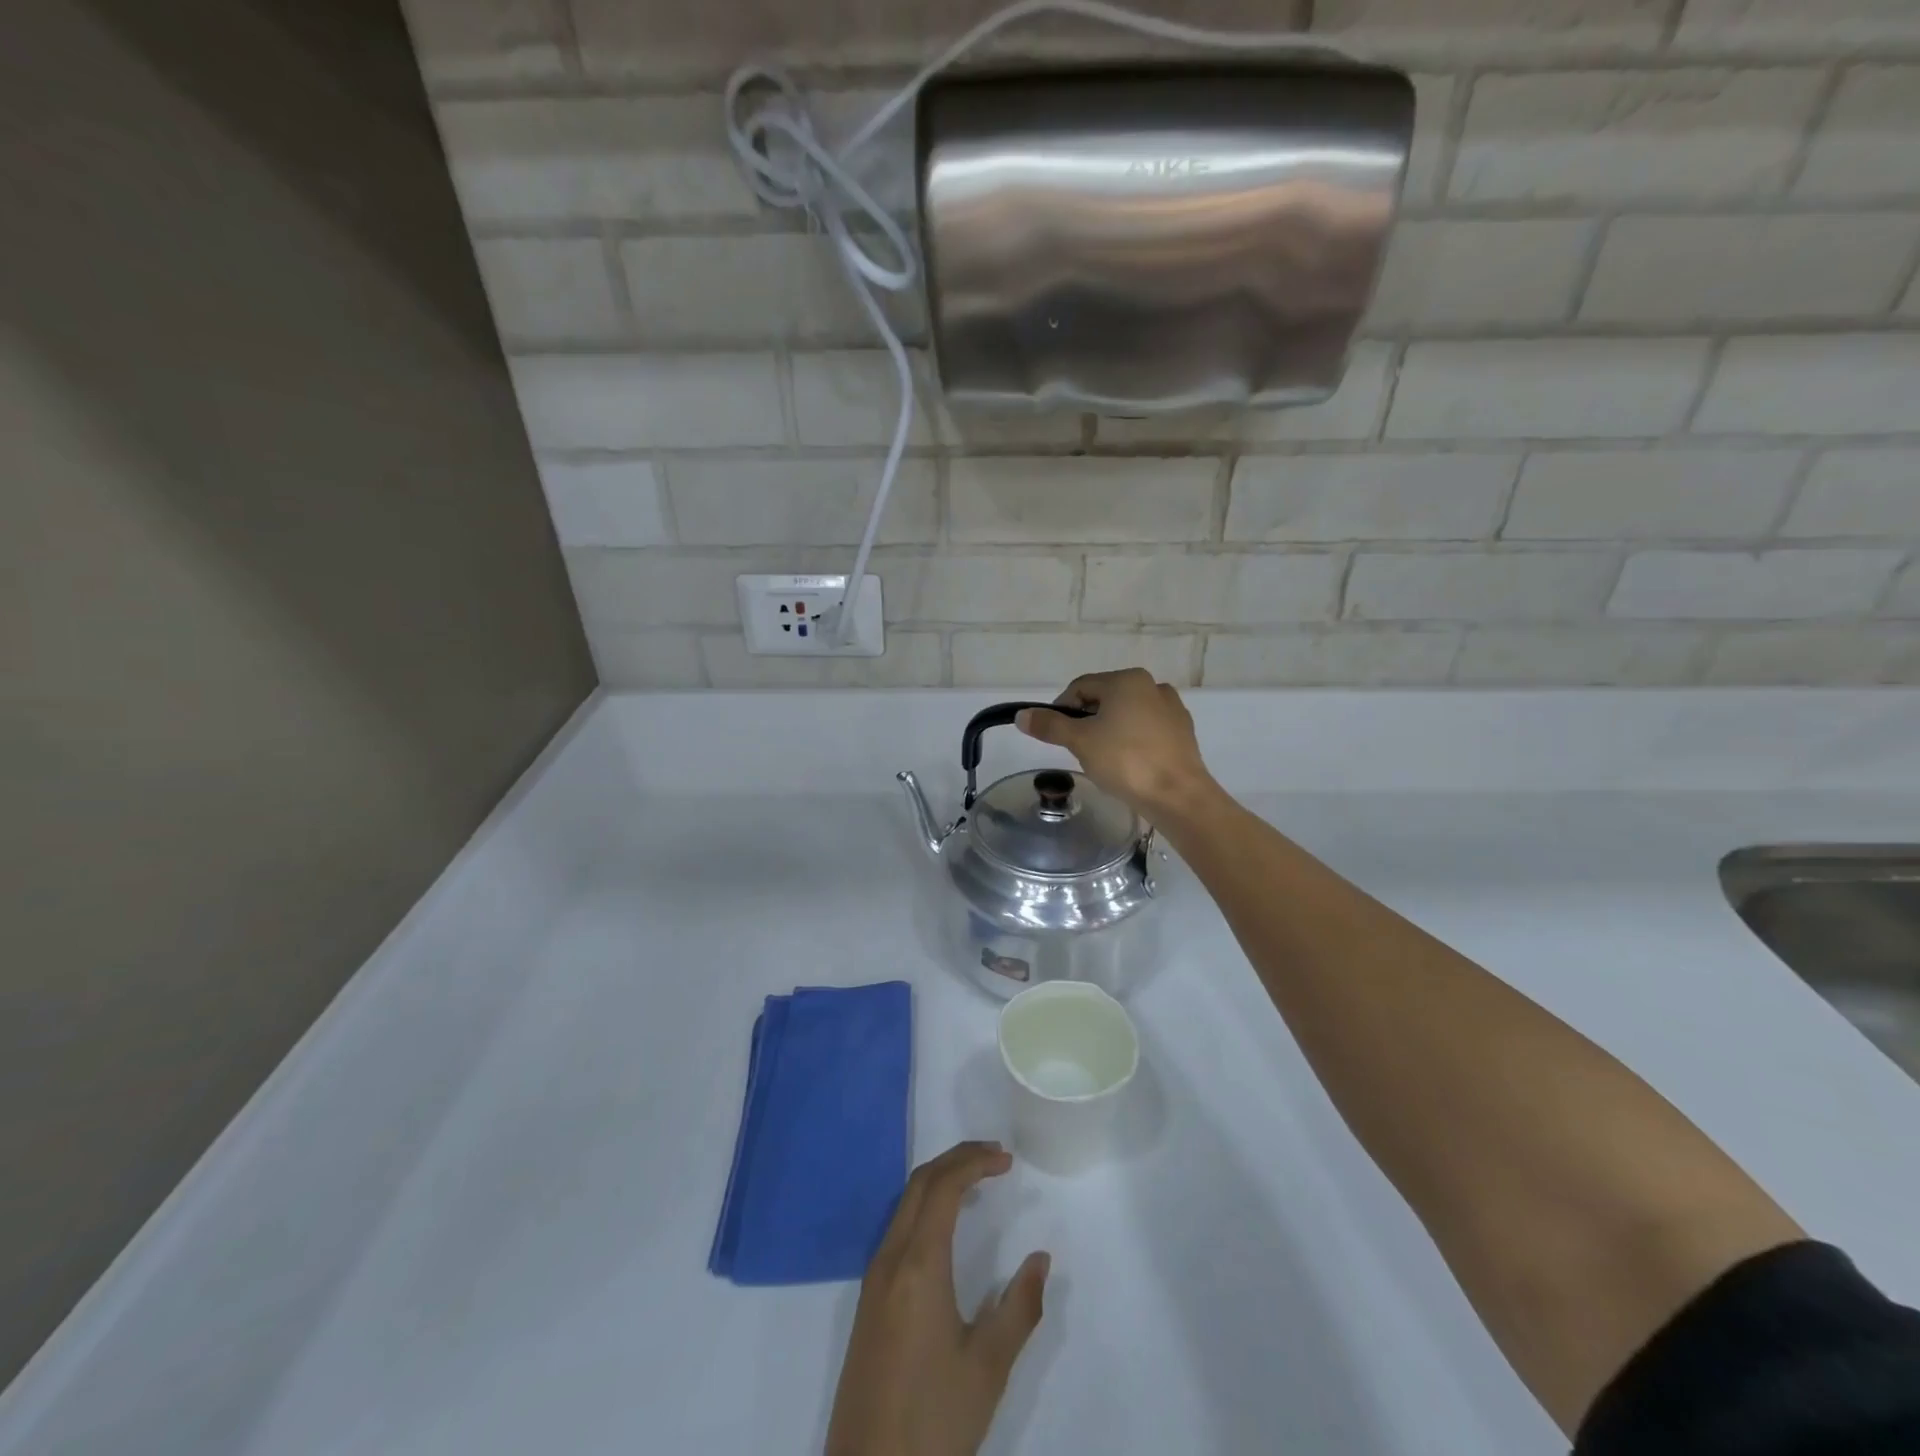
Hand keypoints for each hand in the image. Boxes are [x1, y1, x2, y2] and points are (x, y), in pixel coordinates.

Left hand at [825, 1142, 1049, 1455]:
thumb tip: (1041, 1259)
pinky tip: (945, 1226)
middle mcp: (890, 1258)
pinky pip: (897, 1228)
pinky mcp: (869, 1300)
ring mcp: (874, 1278)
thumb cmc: (933, 1419)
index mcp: (918, 1264)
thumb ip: (1019, 1307)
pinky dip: (925, 1206)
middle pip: (920, 1183)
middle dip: (957, 1159)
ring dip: (939, 1180)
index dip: (974, 1163)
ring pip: (905, 1203)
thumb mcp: (988, 1368)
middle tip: (995, 1157)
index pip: (943, 1186)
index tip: (1007, 1160)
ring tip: (976, 1182)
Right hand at [1017, 669, 1214, 819]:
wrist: (1178, 796)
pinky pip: (1147, 730)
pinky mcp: (1183, 732)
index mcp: (1127, 680)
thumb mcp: (1080, 742)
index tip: (1055, 736)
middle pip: (1105, 699)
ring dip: (1109, 731)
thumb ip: (1049, 725)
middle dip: (1087, 721)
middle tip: (1078, 750)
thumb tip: (1021, 715)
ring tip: (1103, 760)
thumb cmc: (1126, 761)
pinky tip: (1129, 764)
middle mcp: (1152, 685)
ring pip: (1127, 714)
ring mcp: (1172, 709)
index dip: (1061, 710)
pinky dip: (1132, 741)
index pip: (1080, 687)